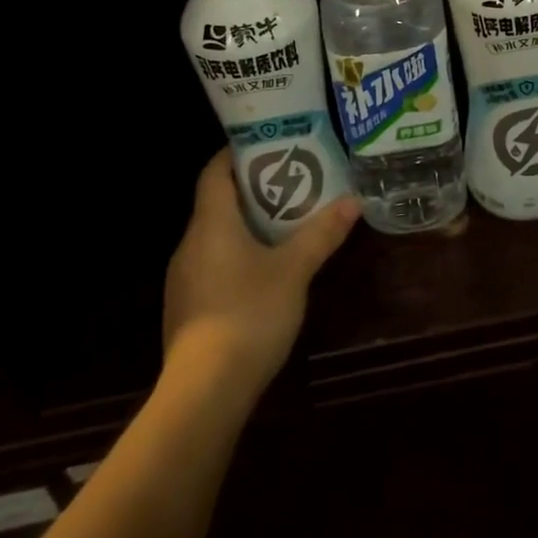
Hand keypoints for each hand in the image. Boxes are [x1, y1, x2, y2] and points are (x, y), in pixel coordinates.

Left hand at [162, 150, 359, 393]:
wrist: (204, 392)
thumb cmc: (249, 314)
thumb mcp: (294, 271)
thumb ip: (321, 234)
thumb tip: (353, 201)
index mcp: (211, 224)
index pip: (214, 172)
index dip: (237, 154)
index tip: (269, 145)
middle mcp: (190, 245)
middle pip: (217, 203)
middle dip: (253, 191)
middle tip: (293, 183)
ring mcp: (184, 280)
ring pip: (215, 237)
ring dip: (247, 226)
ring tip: (286, 225)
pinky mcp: (187, 309)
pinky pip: (213, 265)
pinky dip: (237, 256)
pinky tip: (265, 273)